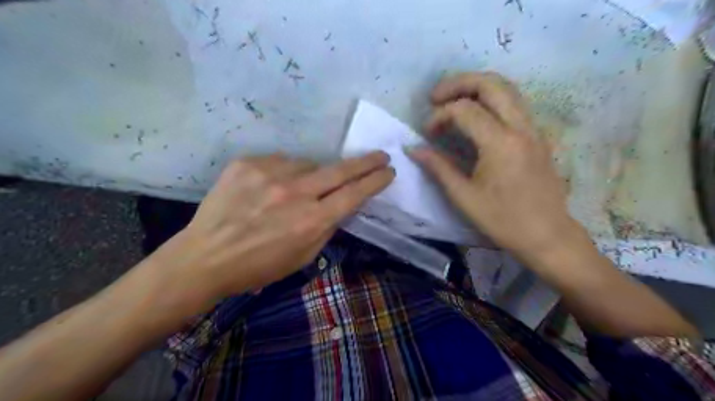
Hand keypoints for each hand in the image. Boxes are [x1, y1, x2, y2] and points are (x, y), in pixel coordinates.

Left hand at [143, 152, 393, 311]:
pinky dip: (283, 172)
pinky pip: (280, 161)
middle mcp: (295, 193)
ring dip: (311, 175)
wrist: (206, 256)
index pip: (354, 194)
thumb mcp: (303, 256)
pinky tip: (270, 188)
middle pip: (340, 170)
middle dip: (366, 162)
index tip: (388, 171)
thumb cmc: (259, 265)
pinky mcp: (248, 163)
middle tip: (380, 155)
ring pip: (308, 164)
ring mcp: (269, 173)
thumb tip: (341, 203)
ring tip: (295, 191)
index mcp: (311, 221)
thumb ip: (327, 226)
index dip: (375, 181)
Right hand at [408, 70, 579, 257]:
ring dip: (476, 87)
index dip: (439, 116)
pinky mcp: (537, 136)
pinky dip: (491, 98)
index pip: (464, 110)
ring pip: (507, 88)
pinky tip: (476, 115)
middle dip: (459, 83)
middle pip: (491, 83)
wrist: (547, 235)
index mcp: (500, 143)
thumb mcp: (464, 197)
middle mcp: (520, 127)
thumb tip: (413, 148)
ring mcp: (533, 129)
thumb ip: (438, 167)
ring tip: (453, 100)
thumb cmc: (503, 220)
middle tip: (436, 97)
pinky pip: (514, 103)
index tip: (427, 133)